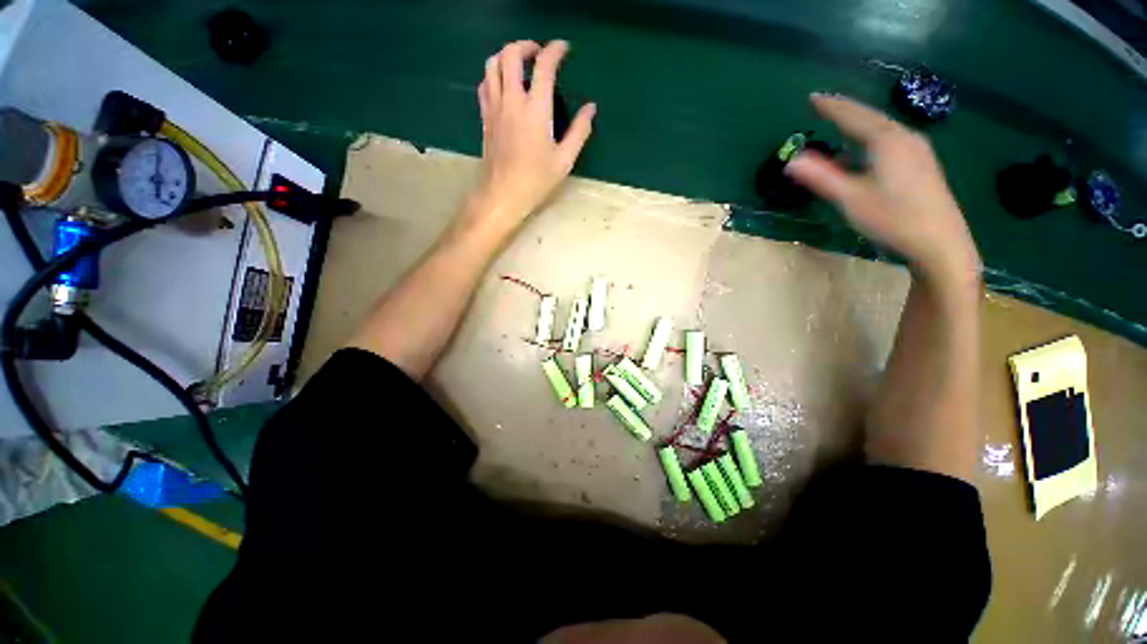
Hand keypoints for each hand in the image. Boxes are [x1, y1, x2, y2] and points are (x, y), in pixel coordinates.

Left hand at [466, 40, 595, 234]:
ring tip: (520, 64)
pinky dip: (494, 75)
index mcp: (536, 109)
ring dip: (506, 55)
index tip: (563, 48)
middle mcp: (512, 100)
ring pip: (492, 65)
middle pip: (510, 54)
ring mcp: (494, 107)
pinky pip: (485, 85)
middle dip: (526, 45)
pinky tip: (503, 85)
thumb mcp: (564, 160)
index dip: (555, 50)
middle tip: (539, 53)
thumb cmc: (536, 180)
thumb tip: (590, 108)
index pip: (544, 65)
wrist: (503, 195)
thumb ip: (579, 131)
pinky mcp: (485, 118)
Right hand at [786, 94, 980, 286]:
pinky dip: (871, 139)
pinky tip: (865, 151)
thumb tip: (791, 161)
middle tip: (824, 106)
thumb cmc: (892, 219)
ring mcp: (918, 151)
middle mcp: (906, 138)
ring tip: (841, 125)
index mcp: (887, 141)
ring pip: (883, 130)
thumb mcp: (850, 199)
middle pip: (871, 118)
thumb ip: (821, 177)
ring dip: (859, 125)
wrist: (940, 243)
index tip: (813, 97)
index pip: (854, 116)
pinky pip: (891, 141)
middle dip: (846, 111)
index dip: (832, 106)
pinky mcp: (922, 165)